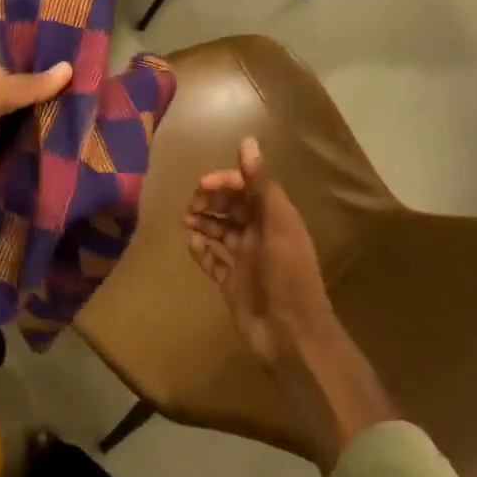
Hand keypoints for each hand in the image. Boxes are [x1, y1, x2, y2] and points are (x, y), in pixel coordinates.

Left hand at [0, 62, 71, 327]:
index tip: (83, 79)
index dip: (41, 77)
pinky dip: (37, 182)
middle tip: (98, 119)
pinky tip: (70, 182)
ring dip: (48, 153)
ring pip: (20, 151)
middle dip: (51, 118)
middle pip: (18, 118)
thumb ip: (21, 87)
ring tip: (94, 150)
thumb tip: (66, 67)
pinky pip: (16, 182)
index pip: (10, 80)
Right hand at [185, 137, 393, 470]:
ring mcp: (245, 261)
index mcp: (275, 219)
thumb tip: (247, 142)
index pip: (248, 188)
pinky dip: (201, 251)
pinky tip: (191, 245)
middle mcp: (260, 236)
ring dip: (204, 223)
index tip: (203, 186)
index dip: (226, 182)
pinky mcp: (232, 284)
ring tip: (186, 221)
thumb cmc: (286, 275)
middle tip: (191, 205)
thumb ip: (260, 184)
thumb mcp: (276, 224)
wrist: (290, 335)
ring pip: (220, 233)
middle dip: (211, 201)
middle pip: (232, 208)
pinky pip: (212, 262)